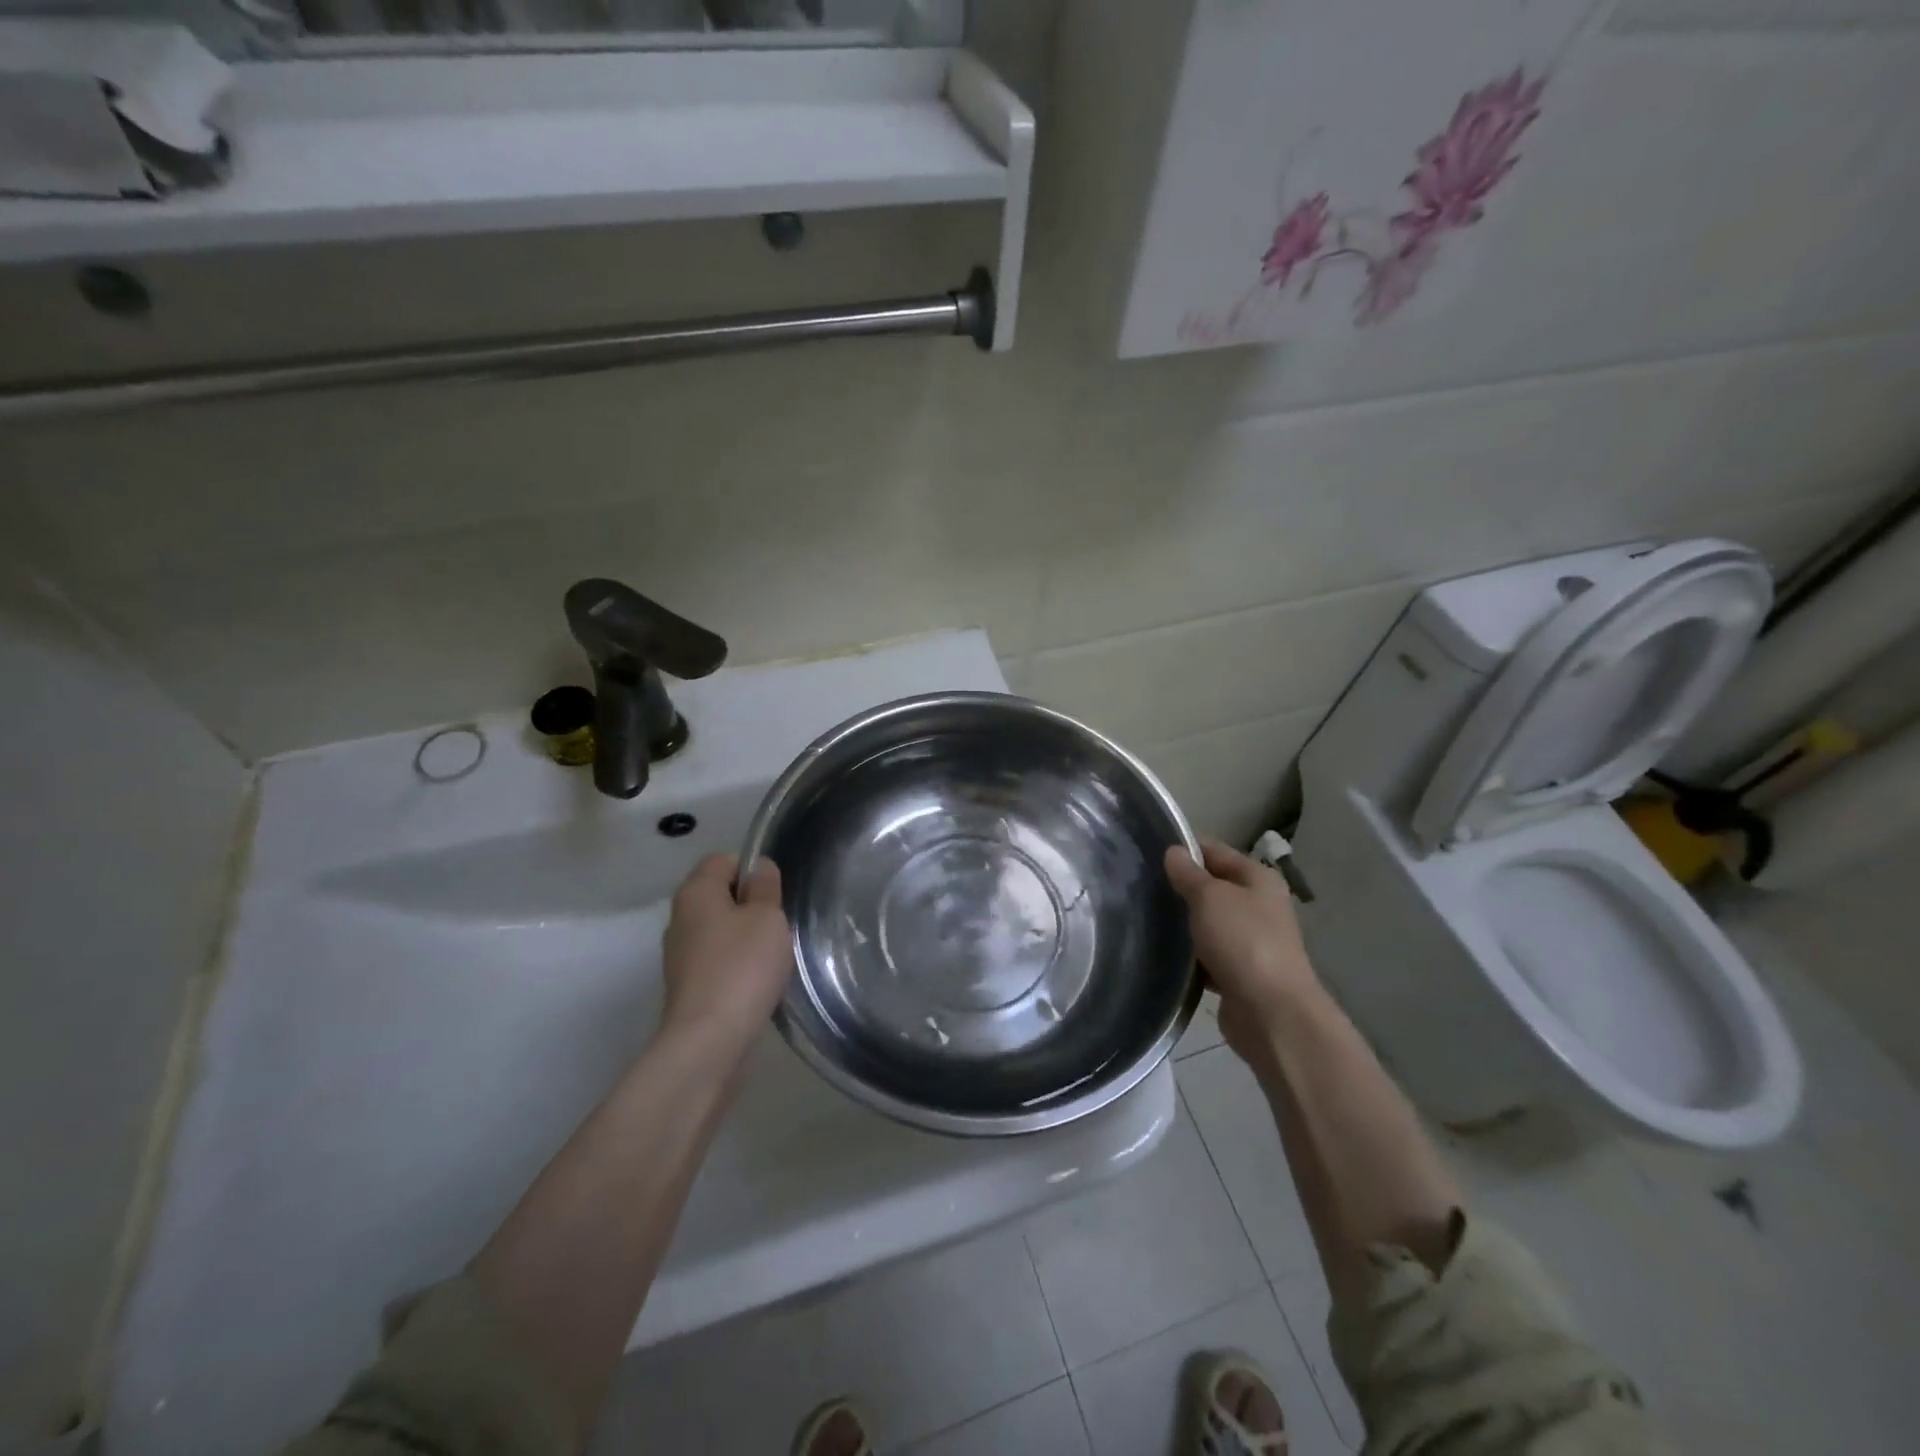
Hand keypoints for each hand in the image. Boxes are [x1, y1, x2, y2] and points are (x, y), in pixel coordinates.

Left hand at [660, 853, 792, 1053]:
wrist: (708, 1040)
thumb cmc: (742, 966)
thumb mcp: (767, 917)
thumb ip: (766, 887)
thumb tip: (760, 868)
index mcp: (695, 892)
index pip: (723, 860)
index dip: (752, 871)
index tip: (774, 895)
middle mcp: (679, 917)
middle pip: (719, 896)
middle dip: (750, 906)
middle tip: (777, 926)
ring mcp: (679, 954)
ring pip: (719, 930)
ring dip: (744, 939)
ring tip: (770, 958)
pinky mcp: (686, 986)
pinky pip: (716, 961)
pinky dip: (735, 966)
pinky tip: (755, 983)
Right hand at [1164, 840, 1323, 1068]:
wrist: (1271, 1013)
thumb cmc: (1242, 941)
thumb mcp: (1209, 897)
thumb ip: (1189, 874)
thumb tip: (1173, 852)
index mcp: (1258, 878)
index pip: (1215, 851)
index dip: (1183, 849)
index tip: (1147, 851)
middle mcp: (1259, 906)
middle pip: (1212, 887)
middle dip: (1180, 887)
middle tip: (1139, 885)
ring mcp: (1251, 941)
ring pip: (1208, 922)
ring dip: (1183, 923)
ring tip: (1143, 917)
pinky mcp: (1239, 973)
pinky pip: (1208, 954)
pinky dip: (1189, 955)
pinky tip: (1162, 954)